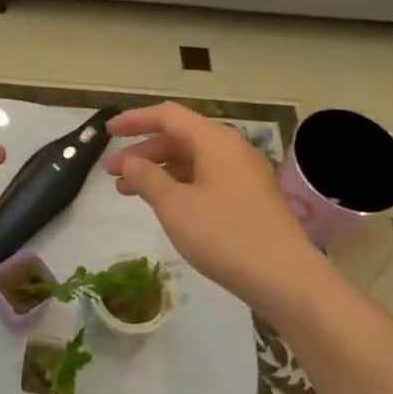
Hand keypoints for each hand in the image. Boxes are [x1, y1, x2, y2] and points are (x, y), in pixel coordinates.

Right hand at [105, 103, 328, 318]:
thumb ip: (147, 178)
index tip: (107, 131)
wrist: (285, 277)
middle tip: (112, 173)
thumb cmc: (225, 236)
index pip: (168, 116)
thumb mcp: (176, 207)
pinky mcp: (249, 198)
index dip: (135, 120)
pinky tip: (163, 205)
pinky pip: (206, 178)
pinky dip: (179, 185)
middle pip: (180, 137)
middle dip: (143, 151)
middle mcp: (231, 149)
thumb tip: (129, 161)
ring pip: (192, 160)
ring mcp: (243, 174)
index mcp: (215, 141)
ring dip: (159, 171)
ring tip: (128, 192)